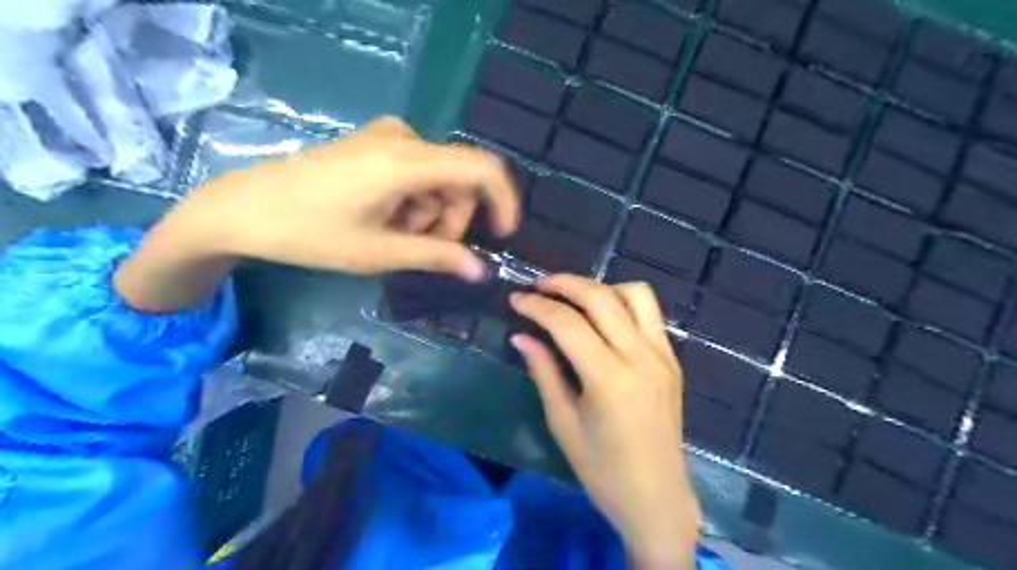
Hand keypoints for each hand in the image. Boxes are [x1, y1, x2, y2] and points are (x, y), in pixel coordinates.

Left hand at [114, 115, 519, 311]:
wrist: (243, 209)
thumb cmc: (309, 233)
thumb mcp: (379, 252)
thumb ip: (436, 257)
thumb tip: (481, 271)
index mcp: (407, 161)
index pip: (482, 169)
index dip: (503, 200)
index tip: (502, 234)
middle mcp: (404, 138)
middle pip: (460, 180)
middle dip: (452, 219)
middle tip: (422, 249)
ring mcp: (387, 137)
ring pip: (439, 179)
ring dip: (430, 214)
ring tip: (393, 236)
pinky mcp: (375, 144)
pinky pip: (418, 172)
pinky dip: (414, 201)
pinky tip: (385, 218)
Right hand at [512, 275, 704, 564]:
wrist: (658, 499)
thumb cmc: (603, 471)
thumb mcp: (563, 423)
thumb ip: (544, 372)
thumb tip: (521, 336)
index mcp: (610, 379)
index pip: (568, 323)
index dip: (537, 306)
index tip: (515, 298)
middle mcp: (641, 357)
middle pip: (602, 297)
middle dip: (565, 283)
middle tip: (539, 286)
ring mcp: (663, 355)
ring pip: (635, 294)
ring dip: (601, 287)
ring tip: (574, 300)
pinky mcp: (673, 359)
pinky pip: (649, 314)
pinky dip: (622, 303)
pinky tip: (602, 319)